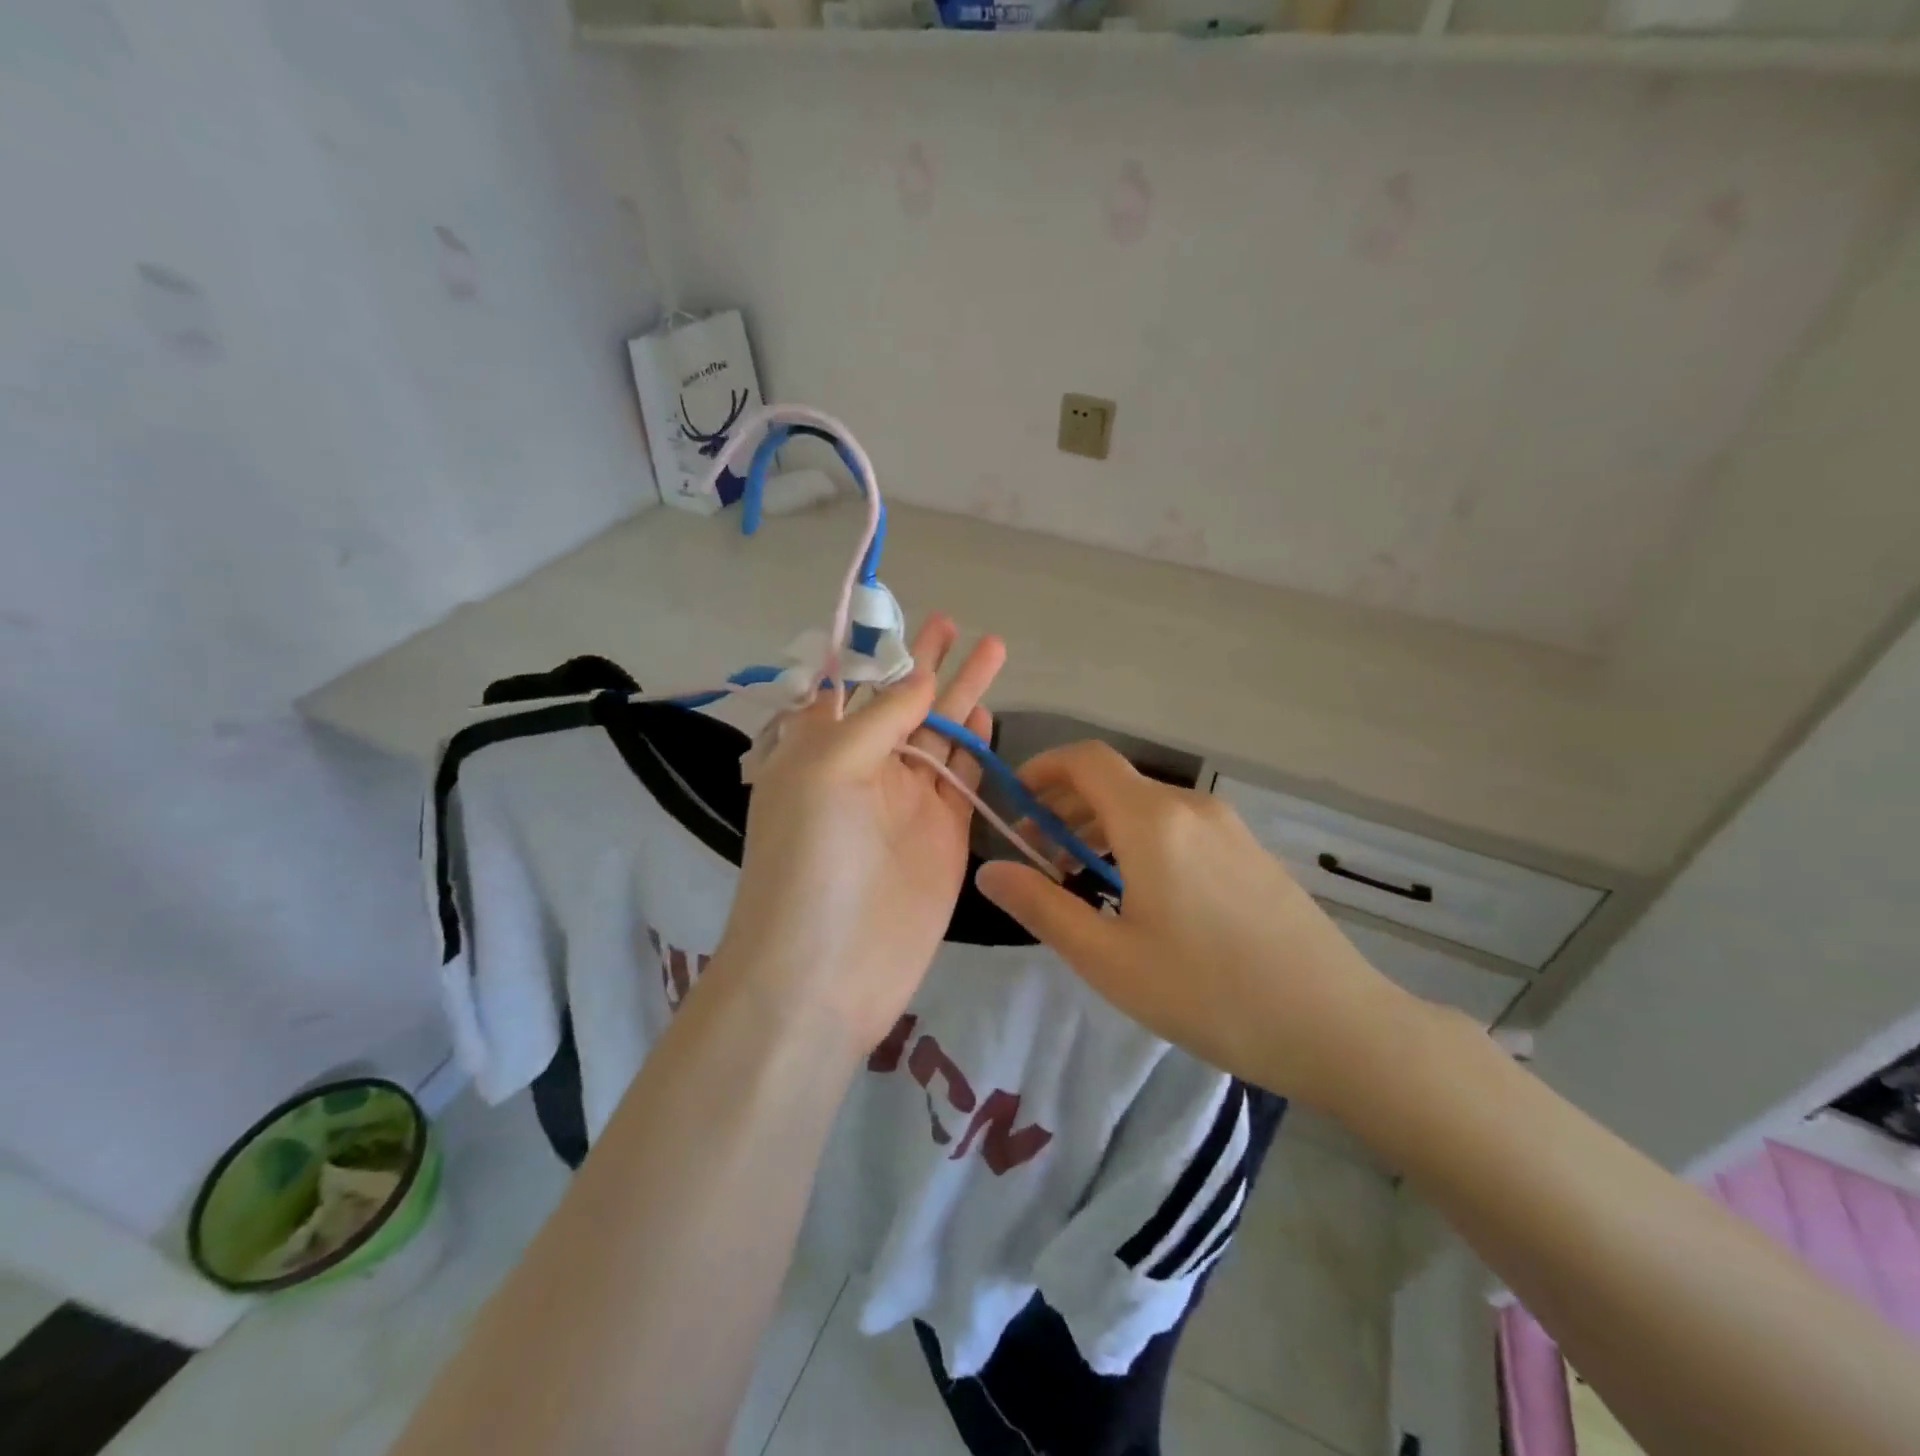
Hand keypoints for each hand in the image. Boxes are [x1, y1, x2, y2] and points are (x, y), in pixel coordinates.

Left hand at [713, 616, 1005, 1051]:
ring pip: (940, 735)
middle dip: (928, 662)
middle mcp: (864, 770)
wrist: (827, 969)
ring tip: (992, 648)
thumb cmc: (810, 858)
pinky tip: (986, 712)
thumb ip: (879, 719)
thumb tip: (920, 680)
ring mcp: (907, 803)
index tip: (897, 616)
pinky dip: (974, 745)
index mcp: (820, 750)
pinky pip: (962, 778)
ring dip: (962, 693)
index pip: (850, 687)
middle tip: (954, 621)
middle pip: (902, 703)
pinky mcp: (943, 835)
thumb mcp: (826, 770)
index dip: (873, 653)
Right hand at [975, 742, 1416, 1107]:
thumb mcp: (1109, 959)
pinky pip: (1178, 825)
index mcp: (1153, 821)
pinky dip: (1140, 838)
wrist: (1336, 1025)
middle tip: (1037, 855)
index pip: (1085, 760)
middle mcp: (1191, 807)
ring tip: (1079, 877)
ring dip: (1101, 825)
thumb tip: (989, 870)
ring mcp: (1227, 826)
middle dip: (1065, 805)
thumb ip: (1042, 907)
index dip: (1042, 769)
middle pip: (1113, 781)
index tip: (1014, 805)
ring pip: (1146, 805)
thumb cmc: (1209, 993)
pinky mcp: (1249, 850)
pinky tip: (1138, 891)